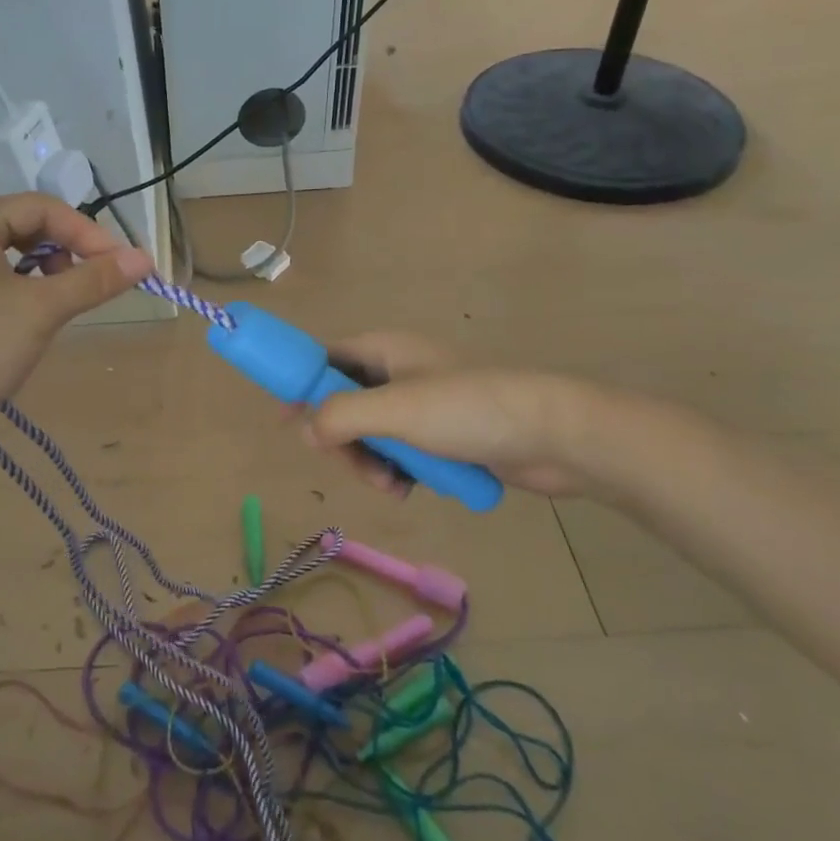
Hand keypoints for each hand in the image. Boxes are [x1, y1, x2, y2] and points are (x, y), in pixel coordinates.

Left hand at [0, 194, 152, 431]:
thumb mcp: (42, 310)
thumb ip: (94, 279)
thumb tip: (145, 258)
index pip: (40, 208)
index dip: (86, 232)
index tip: (121, 264)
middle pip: (23, 225)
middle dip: (66, 250)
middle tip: (95, 282)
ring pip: (10, 252)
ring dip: (47, 270)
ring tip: (65, 301)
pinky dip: (23, 286)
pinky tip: (35, 313)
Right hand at [299, 332, 599, 497]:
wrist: (553, 437)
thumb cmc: (468, 410)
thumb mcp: (395, 410)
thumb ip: (340, 416)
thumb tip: (305, 430)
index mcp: (384, 350)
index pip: (326, 358)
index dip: (301, 384)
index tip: (286, 421)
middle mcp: (398, 373)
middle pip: (343, 404)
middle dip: (343, 441)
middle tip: (358, 466)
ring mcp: (422, 406)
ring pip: (370, 435)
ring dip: (371, 463)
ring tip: (392, 485)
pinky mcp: (442, 436)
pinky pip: (400, 453)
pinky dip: (397, 471)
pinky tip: (409, 490)